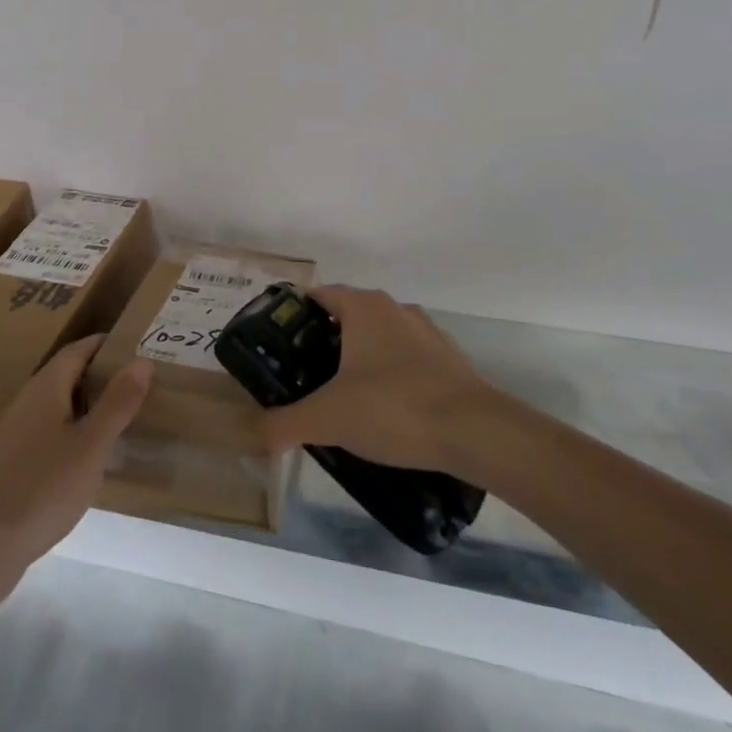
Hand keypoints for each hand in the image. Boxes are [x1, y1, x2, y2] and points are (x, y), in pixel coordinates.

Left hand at [0, 334, 151, 573]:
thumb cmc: (43, 487)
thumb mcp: (91, 445)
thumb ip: (117, 402)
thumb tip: (141, 361)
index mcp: (45, 388)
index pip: (77, 350)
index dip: (105, 345)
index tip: (135, 348)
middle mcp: (25, 402)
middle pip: (65, 376)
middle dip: (98, 376)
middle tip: (135, 385)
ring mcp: (12, 434)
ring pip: (55, 407)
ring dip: (85, 406)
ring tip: (117, 420)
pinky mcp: (8, 465)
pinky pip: (46, 434)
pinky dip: (70, 433)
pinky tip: (85, 459)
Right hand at [262, 286, 491, 474]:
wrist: (476, 432)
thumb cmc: (394, 407)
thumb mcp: (329, 418)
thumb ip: (285, 424)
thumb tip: (255, 436)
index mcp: (363, 307)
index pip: (317, 296)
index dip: (293, 317)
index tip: (277, 346)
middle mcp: (394, 309)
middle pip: (347, 317)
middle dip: (323, 344)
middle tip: (303, 377)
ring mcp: (426, 333)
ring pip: (379, 338)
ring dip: (359, 360)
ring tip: (342, 399)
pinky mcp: (449, 360)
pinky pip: (407, 361)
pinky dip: (390, 377)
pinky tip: (385, 412)